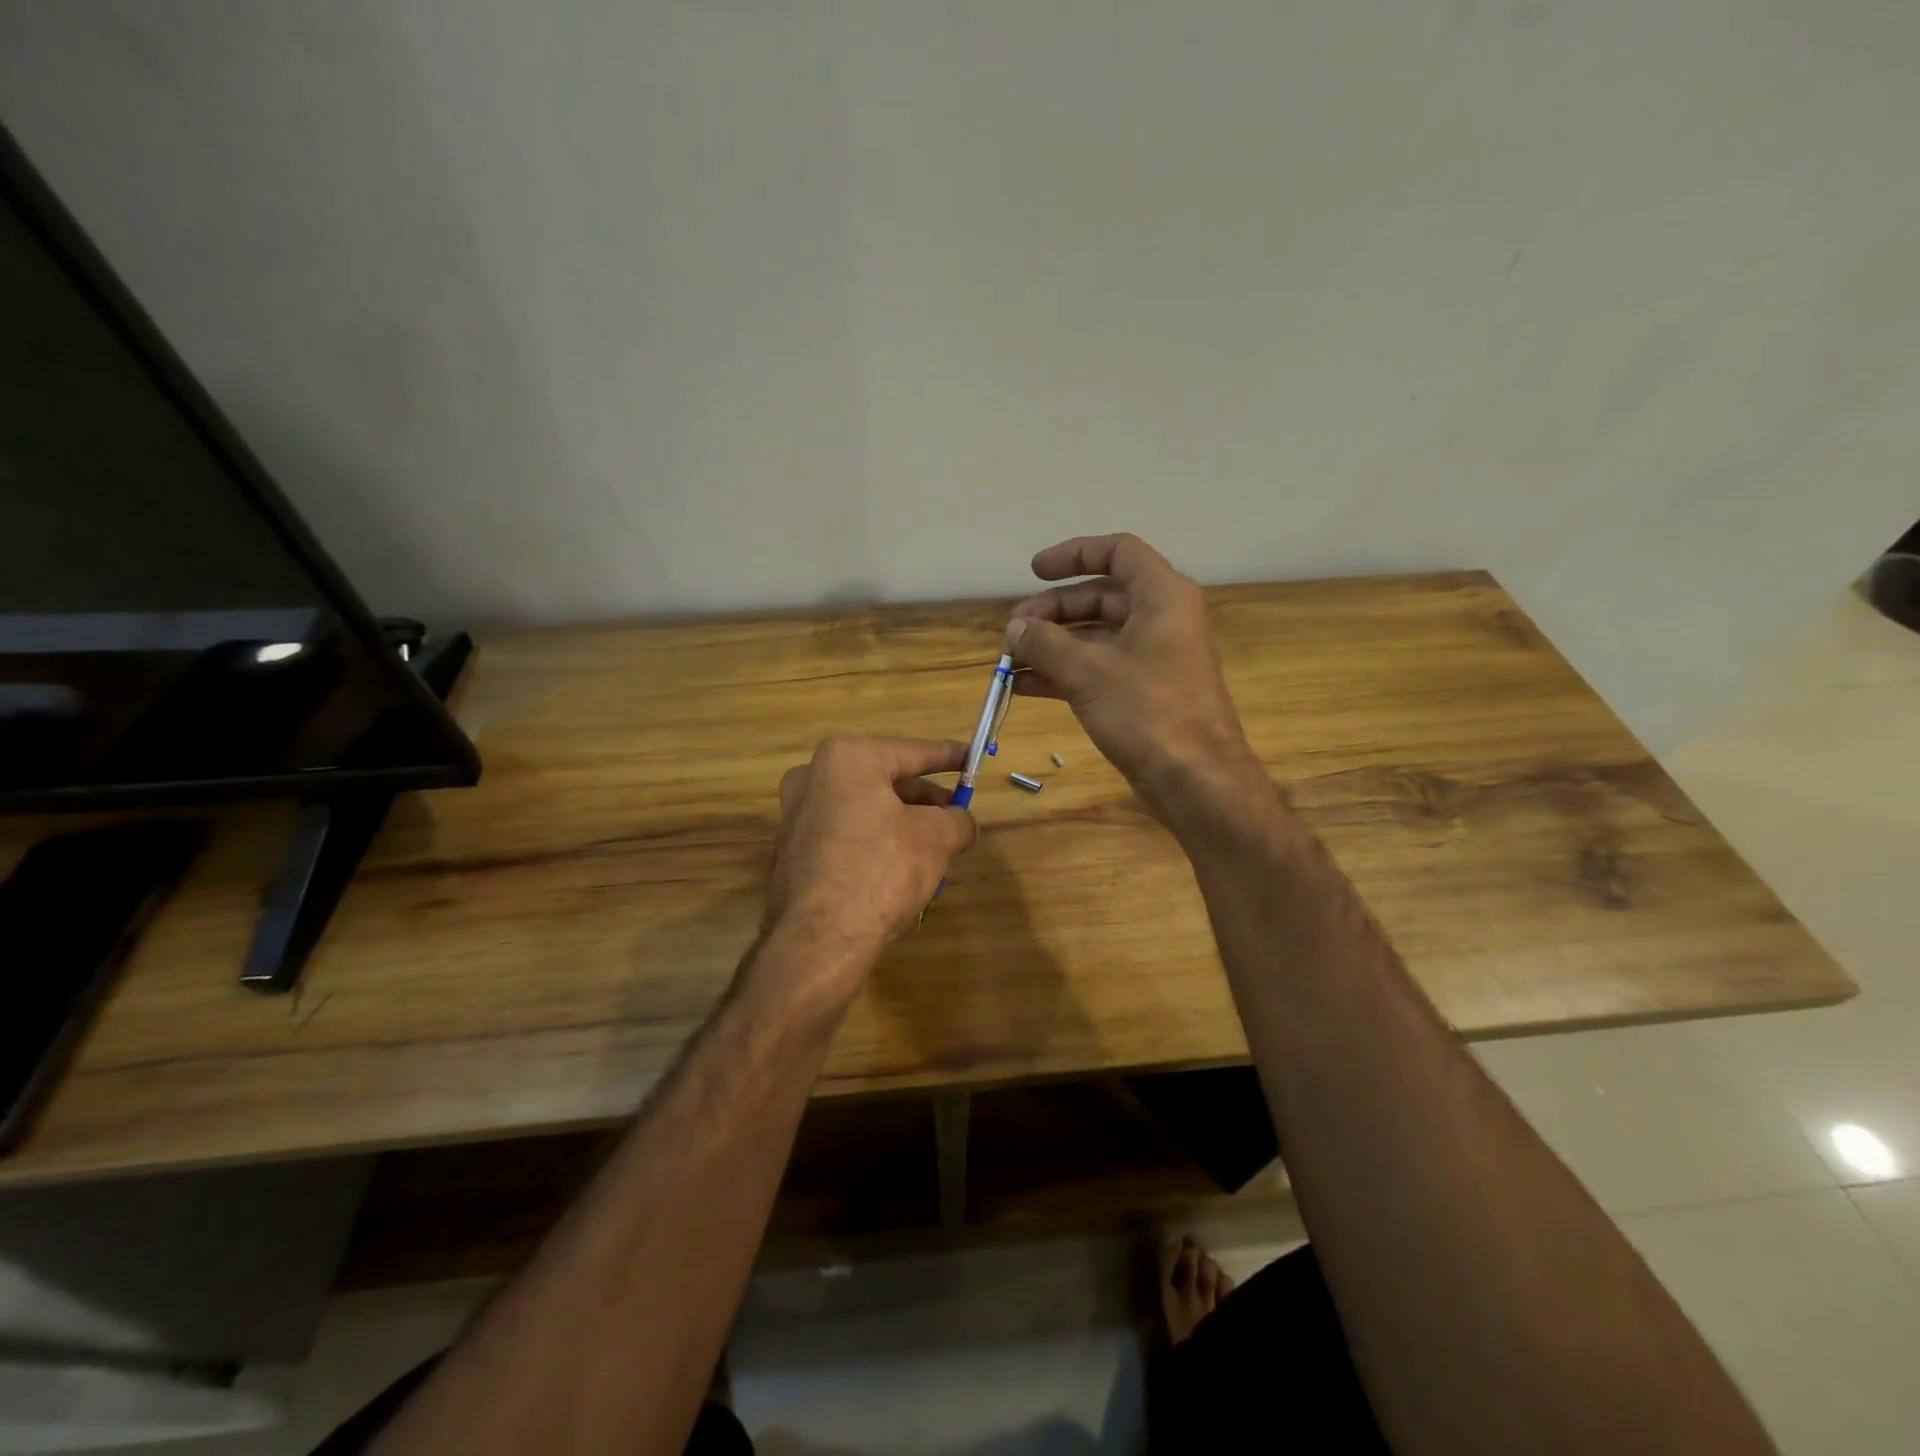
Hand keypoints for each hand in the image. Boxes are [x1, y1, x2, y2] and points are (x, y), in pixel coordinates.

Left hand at [764, 736, 977, 976]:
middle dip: (925, 800)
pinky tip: (901, 869)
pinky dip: (877, 842)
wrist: (819, 938)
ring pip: (867, 809)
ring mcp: (797, 813)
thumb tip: (963, 822)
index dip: (949, 757)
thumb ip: (958, 820)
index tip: (972, 759)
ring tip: (937, 850)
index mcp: (848, 758)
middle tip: (956, 816)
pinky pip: (847, 834)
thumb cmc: (881, 870)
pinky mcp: (793, 849)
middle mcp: (814, 776)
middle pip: (886, 781)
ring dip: (903, 824)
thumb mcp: (936, 839)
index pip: (912, 751)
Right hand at [1006, 533, 1257, 809]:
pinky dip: (1063, 674)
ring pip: (1095, 637)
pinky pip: (1098, 670)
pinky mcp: (1144, 694)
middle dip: (1053, 610)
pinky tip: (1025, 686)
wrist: (1196, 781)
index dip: (1074, 554)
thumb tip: (1015, 629)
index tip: (1033, 572)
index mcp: (1162, 596)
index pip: (1118, 552)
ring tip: (1010, 660)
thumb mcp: (1088, 672)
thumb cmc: (1148, 712)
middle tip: (1013, 630)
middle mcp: (1161, 620)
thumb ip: (1046, 643)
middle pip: (1100, 597)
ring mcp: (1153, 659)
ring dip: (1052, 645)